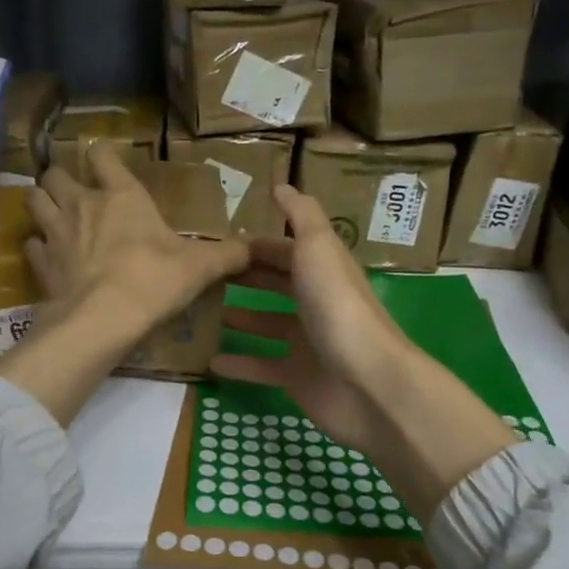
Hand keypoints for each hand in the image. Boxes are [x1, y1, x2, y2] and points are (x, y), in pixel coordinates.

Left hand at [25, 144, 247, 339]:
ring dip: (40, 203)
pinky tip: (47, 255)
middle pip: (55, 175)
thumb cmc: (154, 280)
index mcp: (122, 196)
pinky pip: (30, 245)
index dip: (101, 154)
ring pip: (34, 201)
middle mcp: (83, 205)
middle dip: (60, 178)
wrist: (104, 318)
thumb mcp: (200, 267)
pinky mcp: (41, 264)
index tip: (104, 159)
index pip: (103, 156)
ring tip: (51, 214)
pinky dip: (37, 247)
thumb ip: (227, 255)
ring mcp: (56, 233)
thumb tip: (252, 248)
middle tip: (72, 191)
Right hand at [212, 185, 517, 520]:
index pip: (284, 248)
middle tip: (202, 275)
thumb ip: (301, 215)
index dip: (254, 244)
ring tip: (201, 312)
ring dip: (238, 317)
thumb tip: (281, 185)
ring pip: (267, 324)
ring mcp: (308, 342)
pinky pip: (262, 366)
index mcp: (322, 269)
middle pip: (275, 283)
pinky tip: (209, 360)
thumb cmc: (338, 308)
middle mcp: (316, 302)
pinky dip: (239, 364)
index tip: (215, 242)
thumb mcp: (319, 248)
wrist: (367, 383)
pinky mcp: (298, 377)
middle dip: (244, 276)